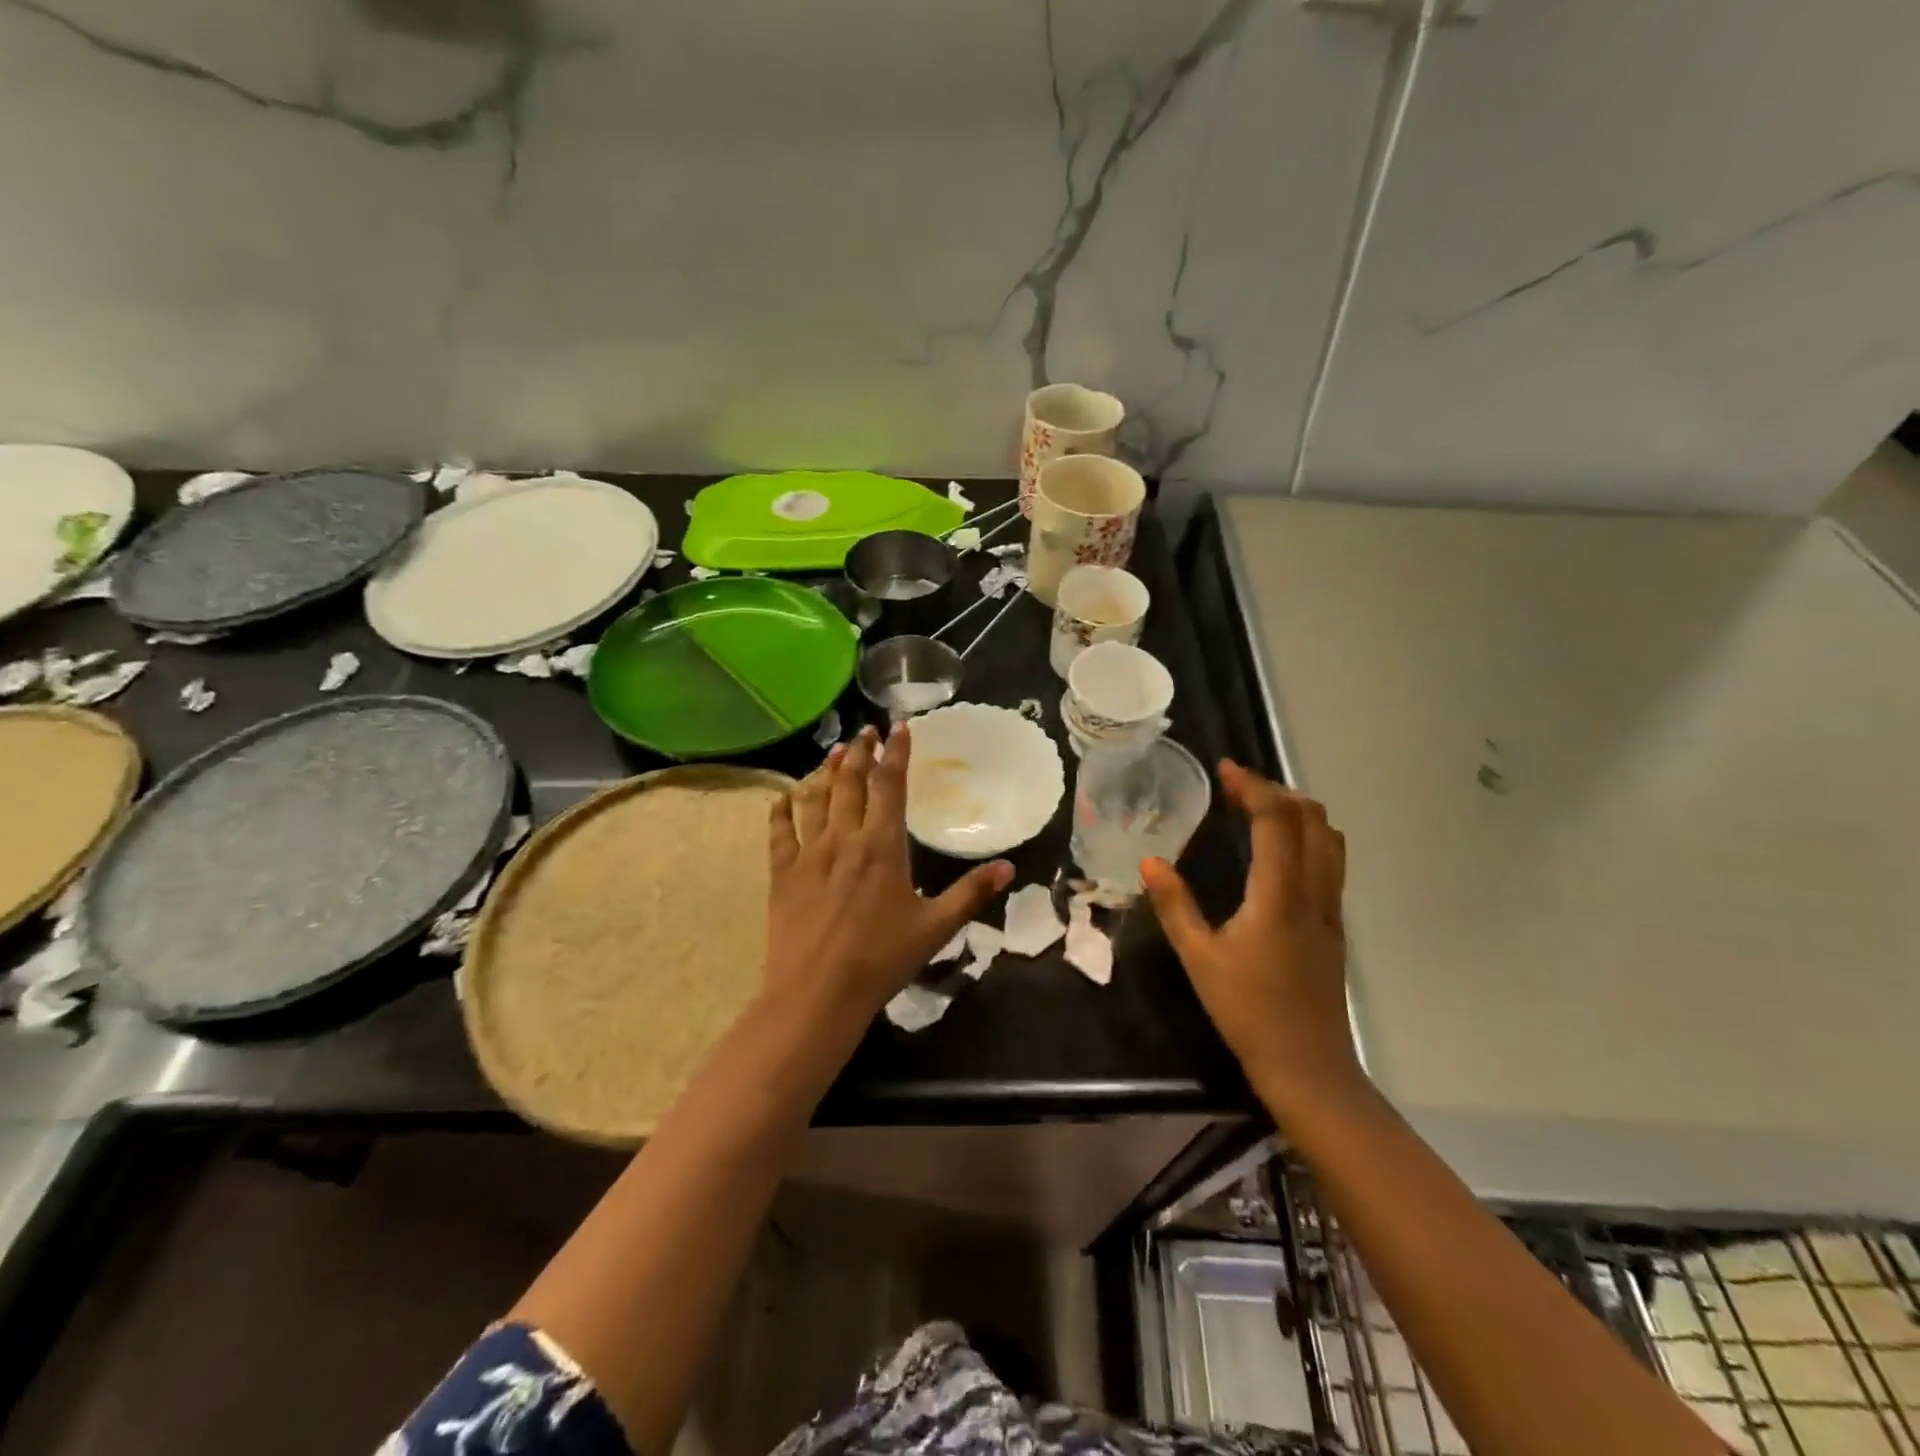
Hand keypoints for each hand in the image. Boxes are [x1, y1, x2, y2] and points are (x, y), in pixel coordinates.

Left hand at [767, 722, 1012, 1020]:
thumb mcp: (935, 928)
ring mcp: (808, 853)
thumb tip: (1009, 867)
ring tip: (832, 752)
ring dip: (824, 771)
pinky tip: (784, 797)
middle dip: (858, 752)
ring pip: (815, 798)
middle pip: (850, 782)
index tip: (899, 728)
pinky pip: (779, 831)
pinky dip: (782, 809)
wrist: (817, 993)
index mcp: (882, 845)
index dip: (895, 753)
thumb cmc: (881, 959)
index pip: (890, 785)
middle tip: (864, 731)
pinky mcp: (782, 873)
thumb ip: (971, 893)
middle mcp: (843, 838)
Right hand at [1141, 761, 1366, 1115]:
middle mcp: (1314, 893)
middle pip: (1313, 820)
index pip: (1277, 822)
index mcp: (1279, 897)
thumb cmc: (1247, 1011)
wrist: (1307, 1065)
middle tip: (1239, 786)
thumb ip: (1175, 906)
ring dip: (1299, 811)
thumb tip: (1150, 861)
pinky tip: (1281, 850)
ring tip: (1261, 808)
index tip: (1226, 769)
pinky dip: (1309, 836)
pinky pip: (1331, 862)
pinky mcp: (1335, 925)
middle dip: (1278, 791)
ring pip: (1330, 840)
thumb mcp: (1199, 959)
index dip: (1254, 787)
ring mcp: (1331, 909)